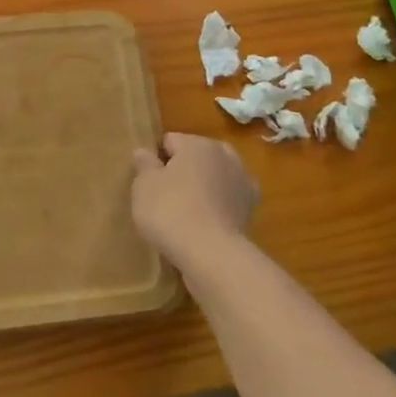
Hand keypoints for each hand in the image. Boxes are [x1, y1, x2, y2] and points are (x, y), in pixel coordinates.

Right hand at [131, 133, 259, 272]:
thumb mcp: (143, 186)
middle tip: (166, 194)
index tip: (147, 180)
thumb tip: (144, 152)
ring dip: (205, 187)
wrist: (212, 255)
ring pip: (216, 178)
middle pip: (197, 157)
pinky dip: (219, 207)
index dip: (156, 159)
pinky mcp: (251, 211)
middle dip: (185, 170)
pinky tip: (206, 224)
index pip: (170, 142)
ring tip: (186, 211)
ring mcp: (243, 184)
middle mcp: (225, 156)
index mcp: (198, 144)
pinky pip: (228, 202)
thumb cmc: (171, 210)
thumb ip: (144, 165)